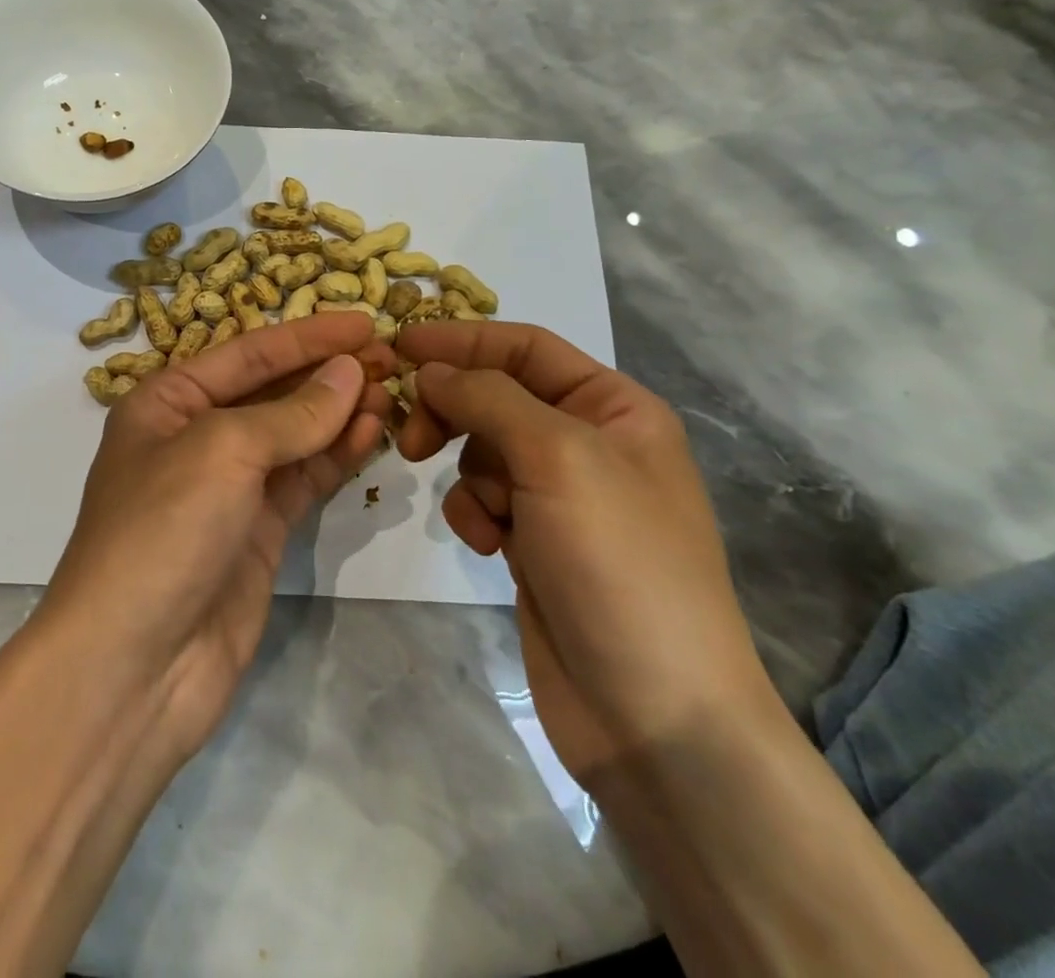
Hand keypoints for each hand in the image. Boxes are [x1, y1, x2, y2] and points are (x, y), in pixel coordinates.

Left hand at [42, 315, 395, 760]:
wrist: (133, 668)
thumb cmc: (163, 532)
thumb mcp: (222, 452)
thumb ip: (292, 413)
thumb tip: (351, 372)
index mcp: (167, 402)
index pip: (249, 354)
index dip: (308, 336)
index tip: (365, 322)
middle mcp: (194, 438)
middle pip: (273, 392)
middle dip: (329, 374)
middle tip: (392, 358)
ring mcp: (227, 489)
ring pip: (294, 436)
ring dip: (340, 413)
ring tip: (394, 393)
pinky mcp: (256, 534)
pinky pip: (302, 480)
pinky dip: (336, 457)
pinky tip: (373, 434)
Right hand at [394, 321, 776, 784]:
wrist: (655, 715)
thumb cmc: (619, 562)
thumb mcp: (557, 456)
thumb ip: (489, 397)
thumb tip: (432, 368)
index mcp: (615, 408)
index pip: (526, 347)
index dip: (462, 339)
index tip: (399, 344)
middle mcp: (590, 443)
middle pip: (497, 396)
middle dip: (454, 412)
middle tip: (411, 436)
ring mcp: (562, 496)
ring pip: (483, 450)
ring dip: (468, 474)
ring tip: (481, 515)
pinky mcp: (536, 542)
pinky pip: (484, 500)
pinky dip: (475, 514)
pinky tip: (489, 547)